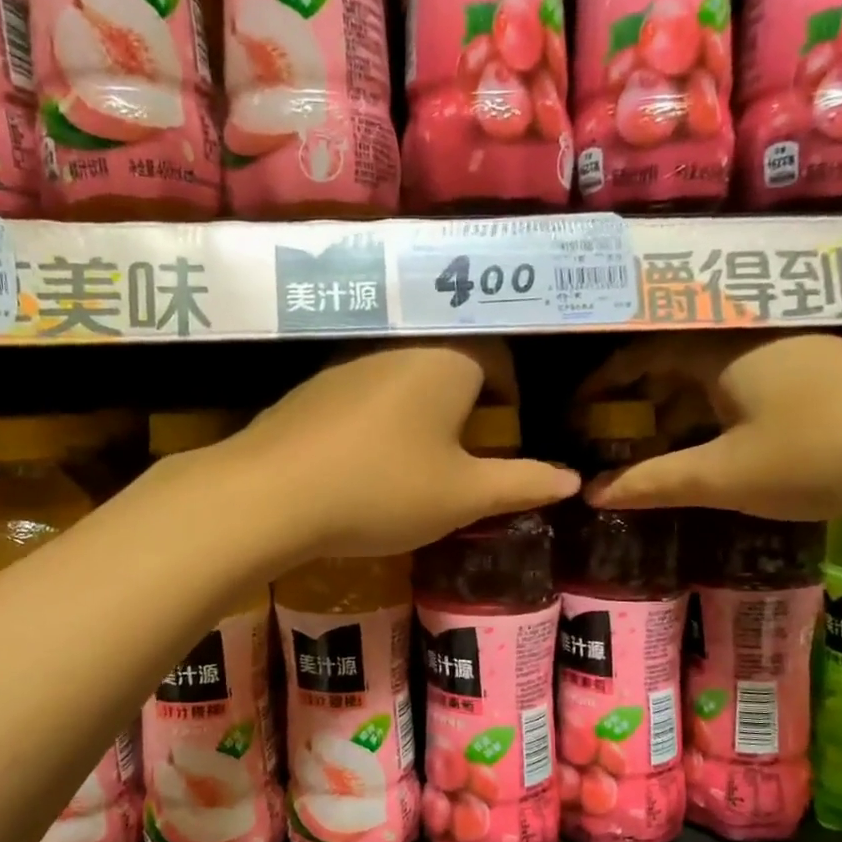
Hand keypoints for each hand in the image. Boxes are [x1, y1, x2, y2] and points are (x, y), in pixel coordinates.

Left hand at [213, 341, 579, 559]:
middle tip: (466, 457)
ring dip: (420, 414)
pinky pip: (364, 395)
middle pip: (450, 364)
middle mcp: (399, 346)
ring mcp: (347, 363)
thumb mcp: (463, 496)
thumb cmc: (384, 489)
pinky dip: (378, 422)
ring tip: (417, 465)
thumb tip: (571, 479)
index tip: (506, 437)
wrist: (271, 495)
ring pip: (404, 379)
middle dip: (466, 406)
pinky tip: (365, 464)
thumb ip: (521, 483)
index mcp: (447, 359)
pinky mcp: (311, 389)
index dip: (511, 395)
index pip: (498, 356)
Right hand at [580, 333, 841, 520]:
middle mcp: (753, 340)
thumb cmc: (824, 450)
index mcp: (721, 351)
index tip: (578, 412)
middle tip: (614, 441)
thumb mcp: (728, 476)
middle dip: (639, 402)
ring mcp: (795, 354)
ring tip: (660, 454)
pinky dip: (719, 417)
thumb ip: (655, 483)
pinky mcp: (826, 376)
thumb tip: (591, 494)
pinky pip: (748, 390)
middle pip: (676, 363)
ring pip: (716, 379)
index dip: (603, 381)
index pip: (641, 352)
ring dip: (680, 413)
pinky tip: (724, 451)